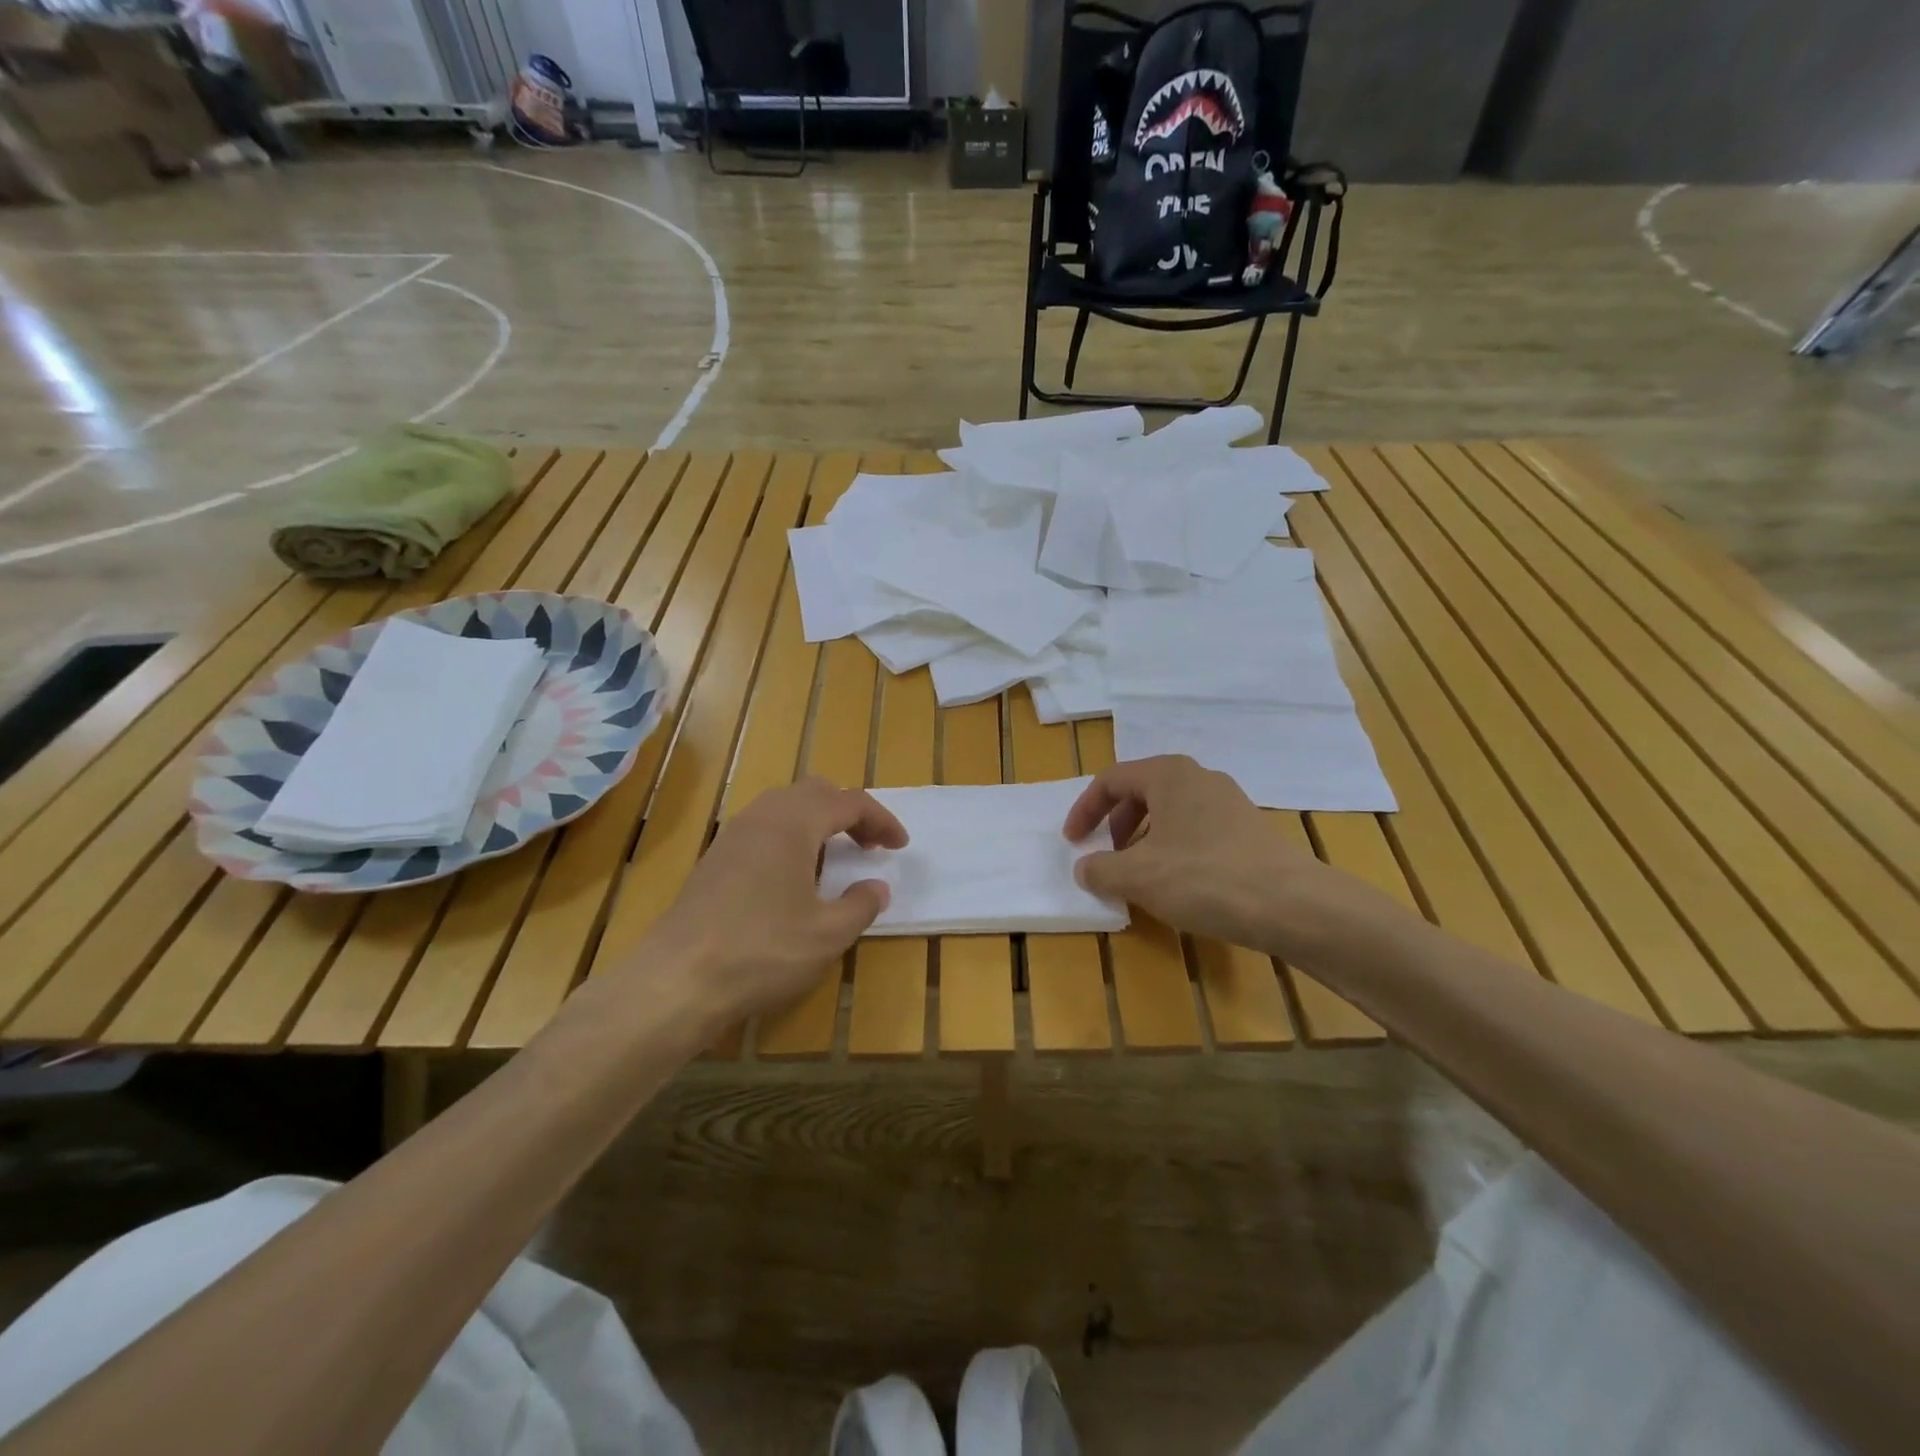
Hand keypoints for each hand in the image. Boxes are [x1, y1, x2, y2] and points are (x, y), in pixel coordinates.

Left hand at [640, 778, 906, 1032]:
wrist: (677, 980)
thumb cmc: (762, 951)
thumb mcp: (827, 934)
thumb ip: (860, 905)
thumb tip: (876, 887)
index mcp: (794, 823)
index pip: (850, 802)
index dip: (882, 820)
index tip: (900, 846)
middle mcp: (763, 816)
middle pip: (815, 791)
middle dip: (849, 812)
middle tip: (869, 845)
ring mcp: (733, 835)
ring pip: (785, 806)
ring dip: (818, 821)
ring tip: (835, 857)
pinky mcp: (715, 858)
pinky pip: (763, 827)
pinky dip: (791, 836)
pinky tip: (794, 876)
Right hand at [1064, 755, 1350, 958]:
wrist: (1292, 905)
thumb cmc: (1204, 878)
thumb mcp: (1137, 876)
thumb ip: (1099, 869)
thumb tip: (1084, 867)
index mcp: (1168, 774)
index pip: (1111, 780)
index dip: (1084, 810)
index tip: (1072, 842)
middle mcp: (1199, 778)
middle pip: (1142, 792)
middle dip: (1115, 824)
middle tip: (1106, 856)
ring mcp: (1229, 802)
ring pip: (1170, 813)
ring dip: (1143, 839)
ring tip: (1139, 874)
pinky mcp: (1249, 830)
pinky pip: (1195, 830)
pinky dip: (1173, 849)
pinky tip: (1177, 884)